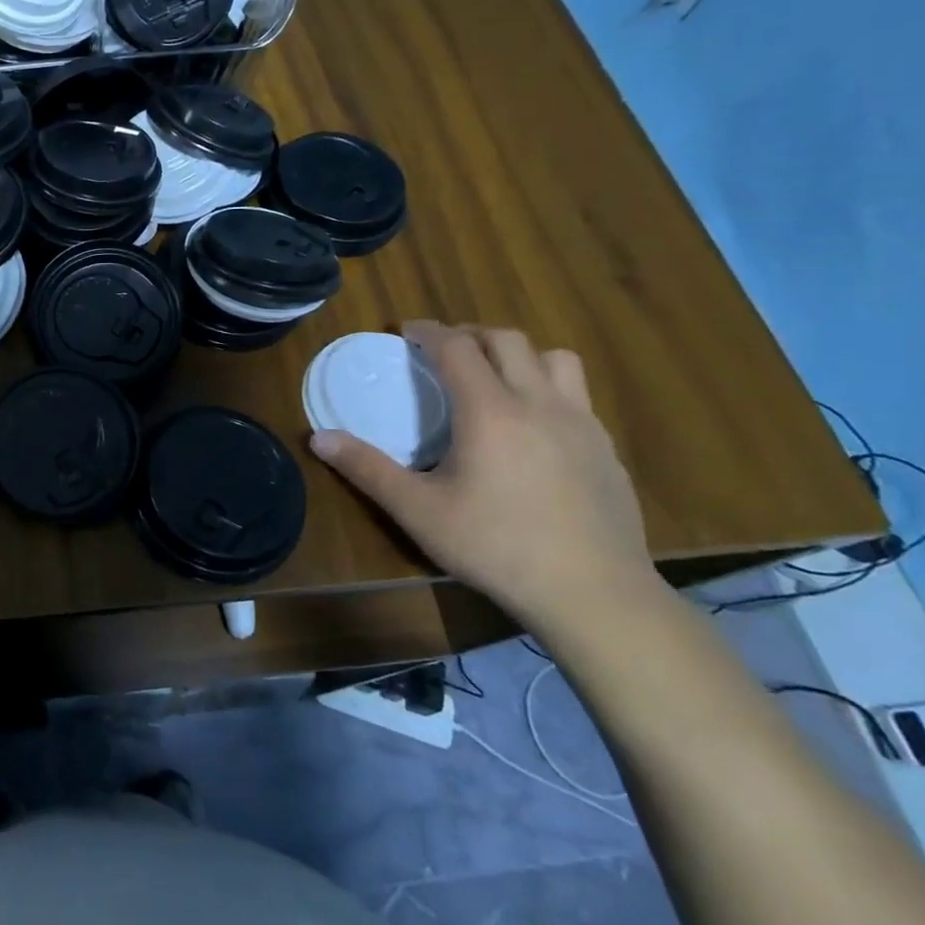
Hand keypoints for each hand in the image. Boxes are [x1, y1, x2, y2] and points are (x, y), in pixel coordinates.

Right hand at [309, 321, 653, 623]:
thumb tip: (318, 438)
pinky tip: (532, 429)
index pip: (457, 347)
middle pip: (508, 340)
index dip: (429, 331)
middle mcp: (539, 403)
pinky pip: (576, 396)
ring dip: (519, 355)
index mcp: (490, 411)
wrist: (594, 594)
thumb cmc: (496, 546)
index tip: (406, 331)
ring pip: (555, 359)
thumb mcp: (418, 511)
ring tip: (495, 378)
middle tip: (443, 352)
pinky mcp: (606, 449)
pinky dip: (547, 389)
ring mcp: (581, 424)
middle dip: (471, 335)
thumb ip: (367, 469)